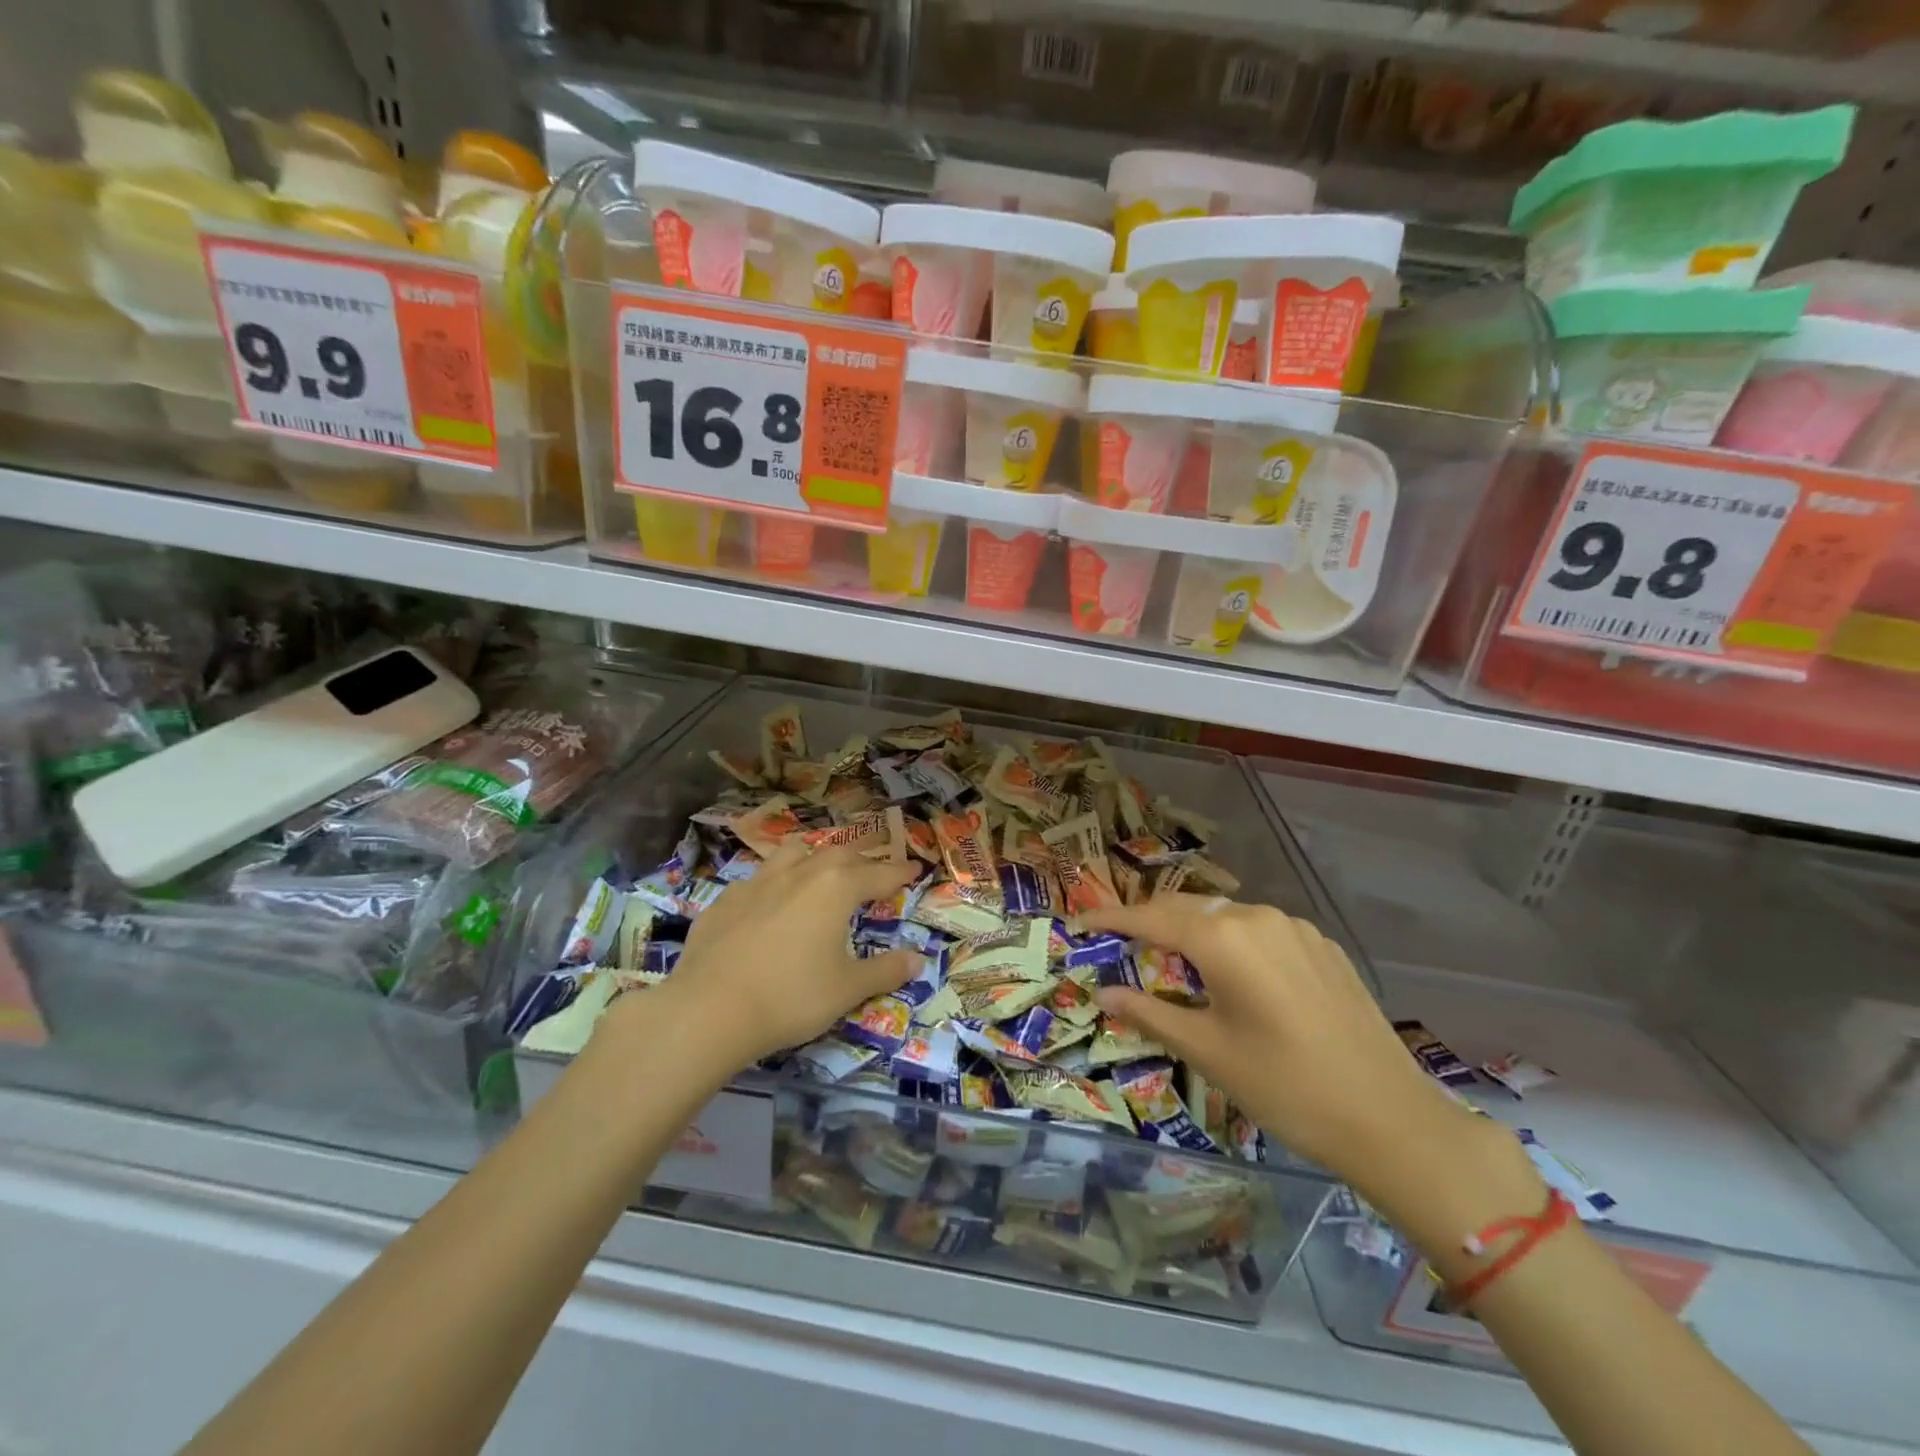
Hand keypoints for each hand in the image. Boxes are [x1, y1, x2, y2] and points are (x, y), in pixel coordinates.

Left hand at [644, 843, 920, 1069]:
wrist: (709, 1009)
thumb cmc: (791, 997)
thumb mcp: (847, 989)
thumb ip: (885, 971)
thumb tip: (918, 960)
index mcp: (836, 889)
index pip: (878, 873)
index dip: (899, 872)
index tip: (914, 869)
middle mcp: (799, 874)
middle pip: (837, 854)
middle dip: (860, 860)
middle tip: (872, 871)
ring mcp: (757, 883)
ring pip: (792, 853)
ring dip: (813, 856)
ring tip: (820, 868)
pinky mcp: (725, 900)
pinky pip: (757, 879)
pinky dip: (774, 883)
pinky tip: (769, 902)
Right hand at [1081, 894, 1477, 1197]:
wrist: (1392, 1120)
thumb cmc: (1285, 1087)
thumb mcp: (1207, 1051)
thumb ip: (1149, 1012)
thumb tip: (1103, 993)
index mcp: (1223, 937)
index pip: (1150, 918)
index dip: (1111, 919)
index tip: (1081, 923)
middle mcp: (1257, 917)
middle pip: (1188, 908)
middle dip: (1150, 921)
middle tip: (1122, 943)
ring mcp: (1296, 928)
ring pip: (1226, 916)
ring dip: (1193, 930)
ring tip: (1174, 961)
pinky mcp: (1323, 946)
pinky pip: (1261, 930)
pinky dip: (1232, 941)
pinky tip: (1234, 975)